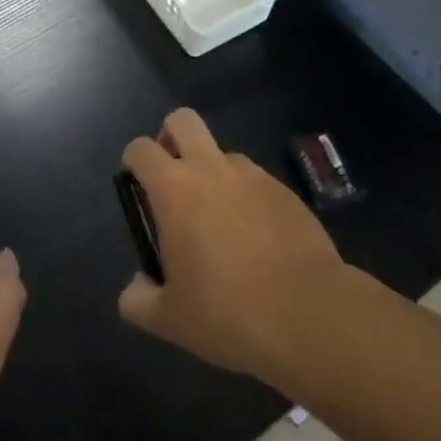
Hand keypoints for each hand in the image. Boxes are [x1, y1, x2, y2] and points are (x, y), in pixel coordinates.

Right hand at [117, 110, 345, 381]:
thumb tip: (138, 286)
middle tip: (172, 180)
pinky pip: (255, 180)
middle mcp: (211, 169)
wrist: (307, 313)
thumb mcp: (168, 320)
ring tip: (220, 223)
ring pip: (222, 153)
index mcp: (174, 189)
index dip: (133, 162)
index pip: (140, 148)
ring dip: (212, 172)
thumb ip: (138, 299)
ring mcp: (252, 175)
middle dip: (170, 137)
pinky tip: (256, 239)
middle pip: (182, 120)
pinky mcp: (285, 190)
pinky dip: (246, 197)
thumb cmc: (227, 312)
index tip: (138, 190)